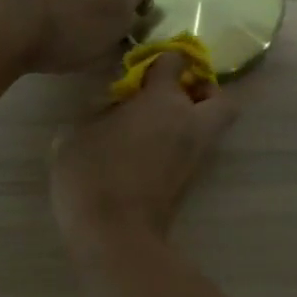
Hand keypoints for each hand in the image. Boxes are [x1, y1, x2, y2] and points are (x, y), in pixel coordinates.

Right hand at [50, 53, 236, 265]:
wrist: (116, 235)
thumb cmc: (93, 176)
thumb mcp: (77, 136)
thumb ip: (98, 114)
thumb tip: (111, 111)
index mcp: (164, 103)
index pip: (174, 64)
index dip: (162, 61)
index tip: (146, 67)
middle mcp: (190, 125)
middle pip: (219, 98)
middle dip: (203, 91)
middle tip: (175, 94)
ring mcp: (194, 156)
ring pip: (211, 127)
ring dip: (194, 120)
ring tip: (157, 123)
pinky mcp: (190, 183)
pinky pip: (195, 150)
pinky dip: (181, 144)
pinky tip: (151, 148)